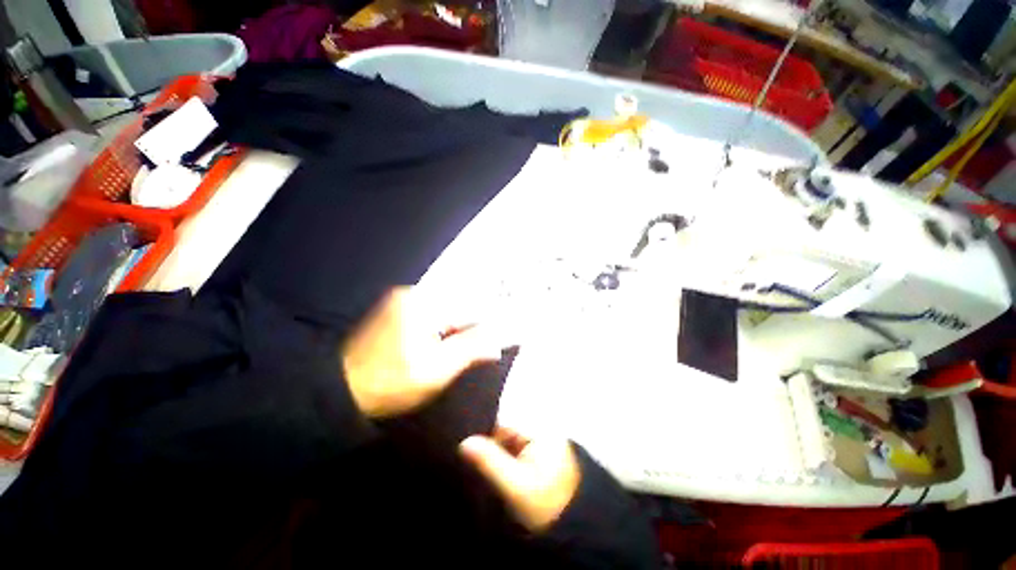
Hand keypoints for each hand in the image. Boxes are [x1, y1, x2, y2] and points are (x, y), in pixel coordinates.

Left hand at [342, 287, 503, 417]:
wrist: (340, 391)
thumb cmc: (390, 383)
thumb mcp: (436, 370)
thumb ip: (470, 351)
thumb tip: (496, 343)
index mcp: (422, 303)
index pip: (468, 306)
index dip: (487, 321)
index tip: (501, 334)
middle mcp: (412, 294)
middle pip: (456, 305)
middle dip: (472, 325)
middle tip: (487, 344)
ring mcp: (402, 301)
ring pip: (444, 310)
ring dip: (458, 327)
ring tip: (470, 345)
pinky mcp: (396, 311)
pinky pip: (431, 314)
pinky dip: (443, 327)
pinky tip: (447, 342)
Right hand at [460, 427, 580, 532]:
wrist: (575, 536)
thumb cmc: (545, 508)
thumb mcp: (515, 486)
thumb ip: (490, 461)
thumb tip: (465, 442)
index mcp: (541, 432)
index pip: (505, 426)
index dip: (485, 439)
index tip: (469, 457)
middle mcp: (544, 435)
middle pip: (508, 436)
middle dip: (492, 451)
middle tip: (476, 470)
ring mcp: (545, 450)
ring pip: (512, 448)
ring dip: (499, 461)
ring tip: (485, 476)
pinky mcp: (544, 464)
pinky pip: (519, 458)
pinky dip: (508, 468)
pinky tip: (500, 482)